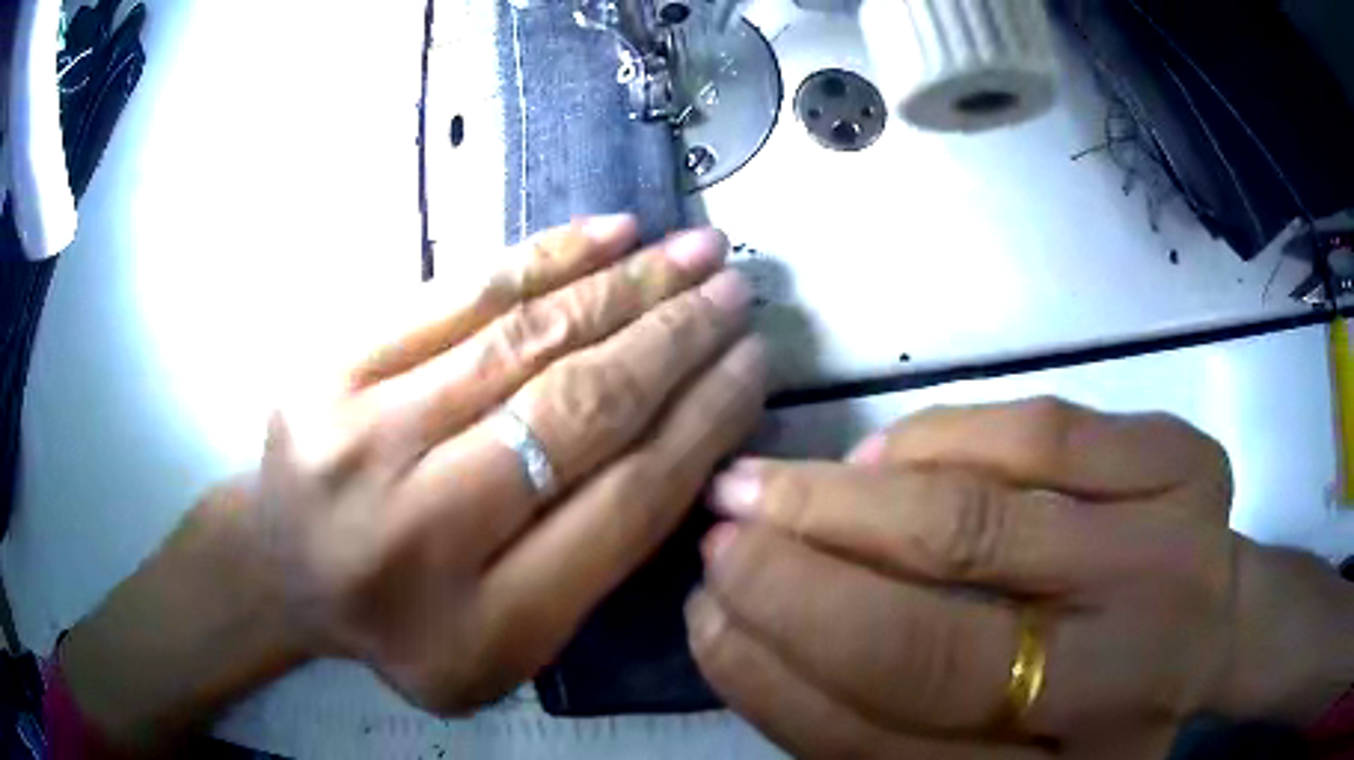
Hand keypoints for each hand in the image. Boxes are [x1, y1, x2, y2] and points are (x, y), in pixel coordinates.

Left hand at [62, 216, 767, 747]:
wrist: (279, 572)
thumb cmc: (400, 622)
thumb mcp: (508, 645)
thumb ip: (595, 563)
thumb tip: (689, 439)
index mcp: (483, 627)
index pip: (626, 505)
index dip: (703, 424)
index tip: (754, 367)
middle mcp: (422, 531)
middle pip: (580, 413)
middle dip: (677, 341)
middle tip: (736, 293)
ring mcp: (363, 437)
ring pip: (526, 340)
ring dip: (627, 286)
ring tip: (695, 252)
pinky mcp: (331, 366)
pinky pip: (455, 294)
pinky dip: (544, 258)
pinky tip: (610, 234)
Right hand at [690, 398, 1353, 758]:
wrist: (1217, 621)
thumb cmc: (1097, 697)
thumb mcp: (996, 747)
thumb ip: (891, 715)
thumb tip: (772, 624)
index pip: (889, 753)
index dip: (782, 686)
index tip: (707, 622)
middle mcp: (1128, 685)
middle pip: (940, 649)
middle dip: (802, 588)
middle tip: (721, 533)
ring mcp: (1174, 560)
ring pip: (986, 525)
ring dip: (852, 503)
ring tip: (772, 486)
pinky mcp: (1189, 464)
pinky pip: (1045, 434)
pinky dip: (947, 436)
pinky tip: (886, 454)